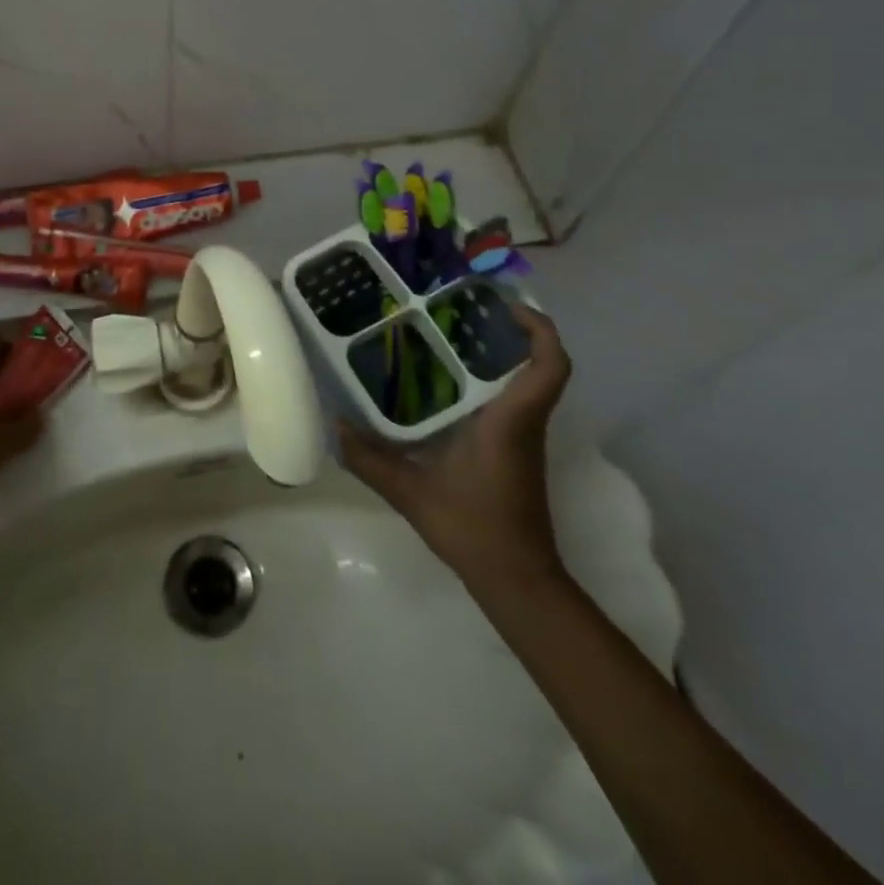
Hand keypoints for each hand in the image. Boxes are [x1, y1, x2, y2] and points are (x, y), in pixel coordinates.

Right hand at [340, 301, 571, 582]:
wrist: (516, 579)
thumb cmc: (475, 529)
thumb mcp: (412, 493)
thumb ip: (371, 460)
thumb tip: (333, 426)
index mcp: (510, 420)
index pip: (550, 366)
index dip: (539, 328)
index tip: (504, 305)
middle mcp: (523, 421)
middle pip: (536, 362)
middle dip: (508, 329)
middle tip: (460, 309)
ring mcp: (522, 436)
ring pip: (524, 380)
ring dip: (498, 353)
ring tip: (447, 333)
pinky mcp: (515, 449)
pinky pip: (510, 399)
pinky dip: (488, 381)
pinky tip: (445, 382)